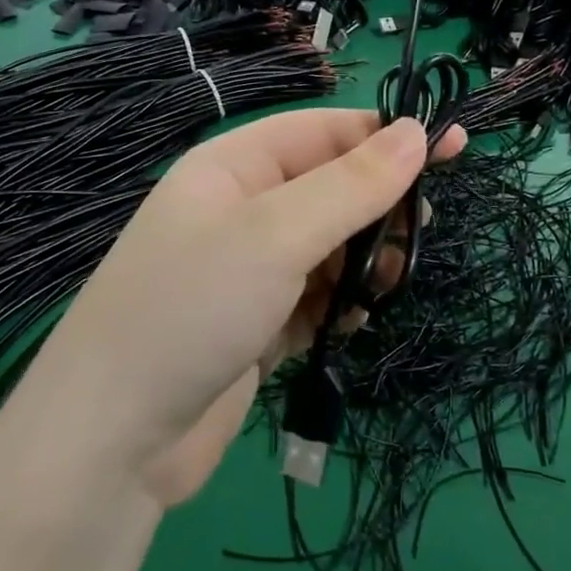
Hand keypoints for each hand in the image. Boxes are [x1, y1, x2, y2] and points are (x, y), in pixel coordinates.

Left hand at [34, 110, 465, 508]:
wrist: (115, 439)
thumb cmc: (192, 308)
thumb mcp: (276, 234)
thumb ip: (351, 185)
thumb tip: (418, 131)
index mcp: (234, 166)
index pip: (324, 131)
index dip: (387, 136)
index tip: (454, 148)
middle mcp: (241, 209)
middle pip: (332, 188)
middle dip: (379, 207)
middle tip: (421, 233)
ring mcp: (248, 269)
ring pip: (331, 245)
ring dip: (365, 261)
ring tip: (384, 288)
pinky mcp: (257, 322)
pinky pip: (317, 296)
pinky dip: (341, 305)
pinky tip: (348, 326)